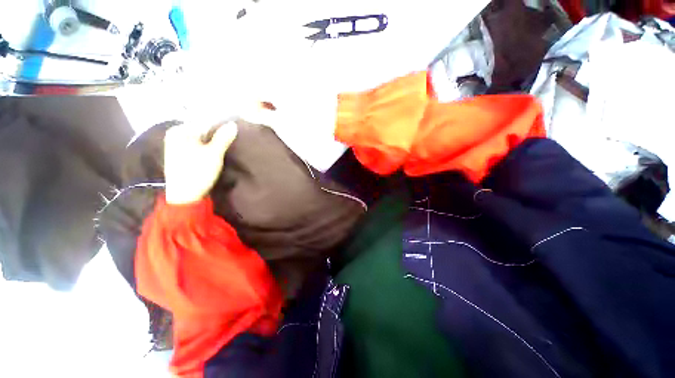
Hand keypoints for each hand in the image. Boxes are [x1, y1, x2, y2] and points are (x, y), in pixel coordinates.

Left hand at [164, 121, 237, 204]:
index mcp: (180, 131)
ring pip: (200, 139)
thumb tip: (233, 124)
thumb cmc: (198, 172)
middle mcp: (175, 135)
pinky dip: (207, 147)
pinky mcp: (180, 155)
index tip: (233, 130)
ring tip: (226, 145)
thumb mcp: (214, 154)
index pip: (204, 122)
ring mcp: (176, 145)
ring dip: (212, 141)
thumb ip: (223, 138)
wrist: (185, 196)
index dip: (220, 125)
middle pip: (201, 130)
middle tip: (231, 138)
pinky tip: (215, 152)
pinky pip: (196, 146)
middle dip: (216, 134)